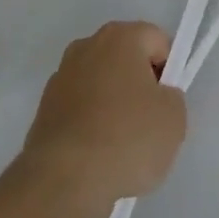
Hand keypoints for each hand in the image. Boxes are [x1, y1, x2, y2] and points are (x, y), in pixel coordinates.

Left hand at [20, 21, 187, 217]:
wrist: (63, 180)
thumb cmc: (127, 138)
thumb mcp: (174, 118)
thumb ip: (172, 97)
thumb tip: (156, 97)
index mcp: (120, 37)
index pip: (157, 41)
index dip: (170, 70)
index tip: (167, 103)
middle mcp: (86, 46)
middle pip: (127, 60)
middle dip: (140, 86)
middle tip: (150, 123)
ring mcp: (61, 76)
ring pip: (102, 85)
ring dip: (114, 105)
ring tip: (122, 145)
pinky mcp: (44, 108)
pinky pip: (81, 109)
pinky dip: (91, 124)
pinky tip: (98, 154)